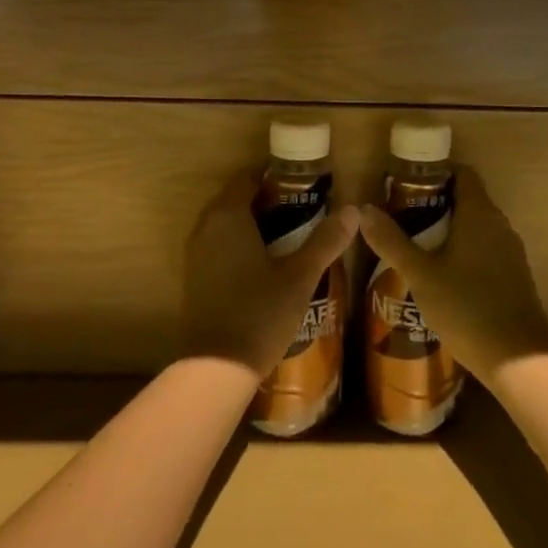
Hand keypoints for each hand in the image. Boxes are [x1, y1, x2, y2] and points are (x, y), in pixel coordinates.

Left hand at [182, 171, 359, 376]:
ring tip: (289, 237)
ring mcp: (196, 254)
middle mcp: (206, 227)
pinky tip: (265, 264)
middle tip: (302, 212)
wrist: (217, 368)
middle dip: (266, 201)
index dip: (274, 178)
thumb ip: (325, 241)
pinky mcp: (195, 277)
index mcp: (228, 215)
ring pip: (226, 224)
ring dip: (252, 224)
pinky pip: (218, 246)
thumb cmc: (260, 313)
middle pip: (236, 199)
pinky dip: (239, 245)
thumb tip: (353, 210)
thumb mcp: (300, 276)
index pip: (247, 178)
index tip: (301, 187)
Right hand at [358, 165, 547, 382]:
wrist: (519, 360)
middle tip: (403, 219)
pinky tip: (443, 278)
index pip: (462, 173)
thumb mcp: (420, 275)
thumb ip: (392, 241)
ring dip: (450, 231)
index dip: (435, 173)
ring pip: (476, 227)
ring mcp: (511, 251)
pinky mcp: (515, 275)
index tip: (407, 186)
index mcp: (479, 213)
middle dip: (436, 205)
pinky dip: (465, 253)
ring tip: (416, 248)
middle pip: (467, 199)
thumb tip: (364, 210)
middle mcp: (499, 224)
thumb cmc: (467, 307)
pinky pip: (486, 250)